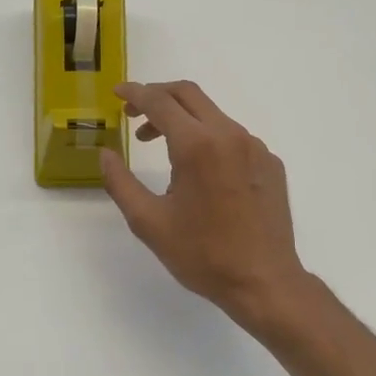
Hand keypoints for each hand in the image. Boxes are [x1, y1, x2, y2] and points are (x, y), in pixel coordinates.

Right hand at [99, 80, 312, 331]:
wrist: (264, 282)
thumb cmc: (202, 255)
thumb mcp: (149, 222)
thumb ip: (120, 183)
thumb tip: (105, 154)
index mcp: (197, 145)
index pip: (160, 102)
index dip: (135, 93)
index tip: (117, 93)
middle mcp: (230, 135)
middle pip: (189, 95)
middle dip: (157, 96)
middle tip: (134, 115)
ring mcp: (256, 148)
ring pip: (213, 115)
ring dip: (183, 120)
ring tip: (160, 147)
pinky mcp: (270, 163)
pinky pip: (234, 137)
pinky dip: (208, 139)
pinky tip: (200, 171)